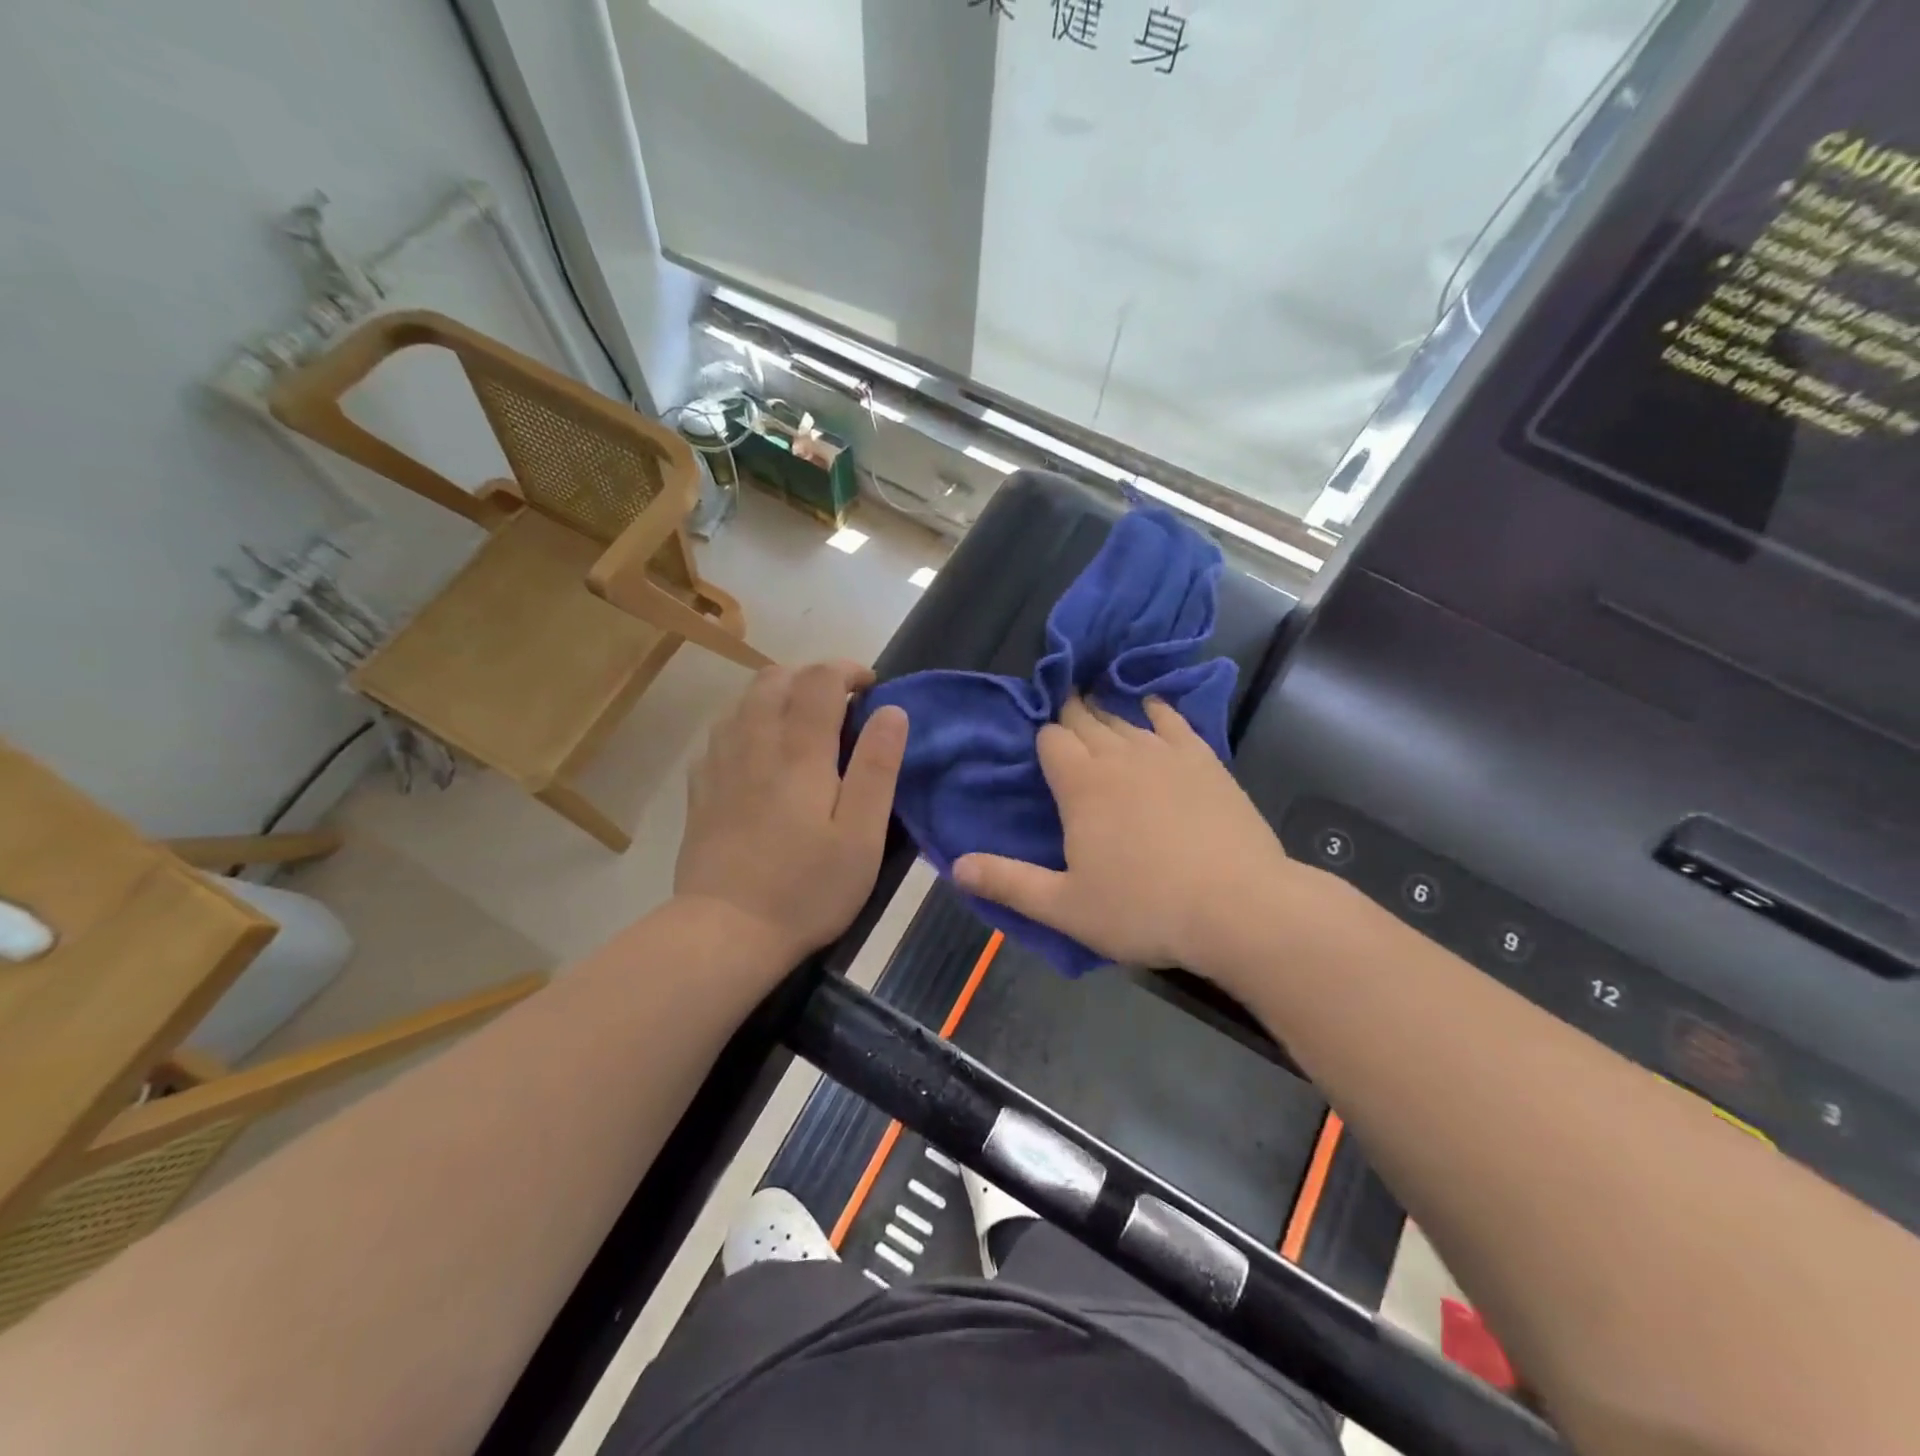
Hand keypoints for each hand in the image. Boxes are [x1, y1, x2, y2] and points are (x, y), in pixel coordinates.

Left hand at [676, 661, 906, 962]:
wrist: (725, 931)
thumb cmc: (807, 888)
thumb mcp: (862, 836)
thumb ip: (877, 768)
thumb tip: (891, 712)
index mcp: (800, 753)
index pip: (819, 680)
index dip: (847, 671)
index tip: (870, 688)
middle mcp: (755, 743)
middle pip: (775, 678)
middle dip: (811, 674)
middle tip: (839, 701)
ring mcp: (721, 763)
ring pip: (743, 699)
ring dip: (777, 692)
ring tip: (802, 719)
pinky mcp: (700, 787)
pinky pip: (721, 730)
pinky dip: (747, 720)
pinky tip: (760, 748)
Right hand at [954, 697, 1296, 980]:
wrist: (1238, 908)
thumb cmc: (1143, 909)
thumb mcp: (1065, 906)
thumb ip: (1009, 883)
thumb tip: (955, 867)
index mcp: (1081, 784)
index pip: (1051, 739)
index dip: (1041, 738)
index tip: (1036, 746)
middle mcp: (1120, 755)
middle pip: (1086, 719)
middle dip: (1068, 715)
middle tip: (1059, 717)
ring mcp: (1166, 754)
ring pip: (1125, 718)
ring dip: (1106, 712)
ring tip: (1095, 708)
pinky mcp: (1205, 761)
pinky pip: (1174, 722)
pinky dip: (1157, 710)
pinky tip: (1152, 707)